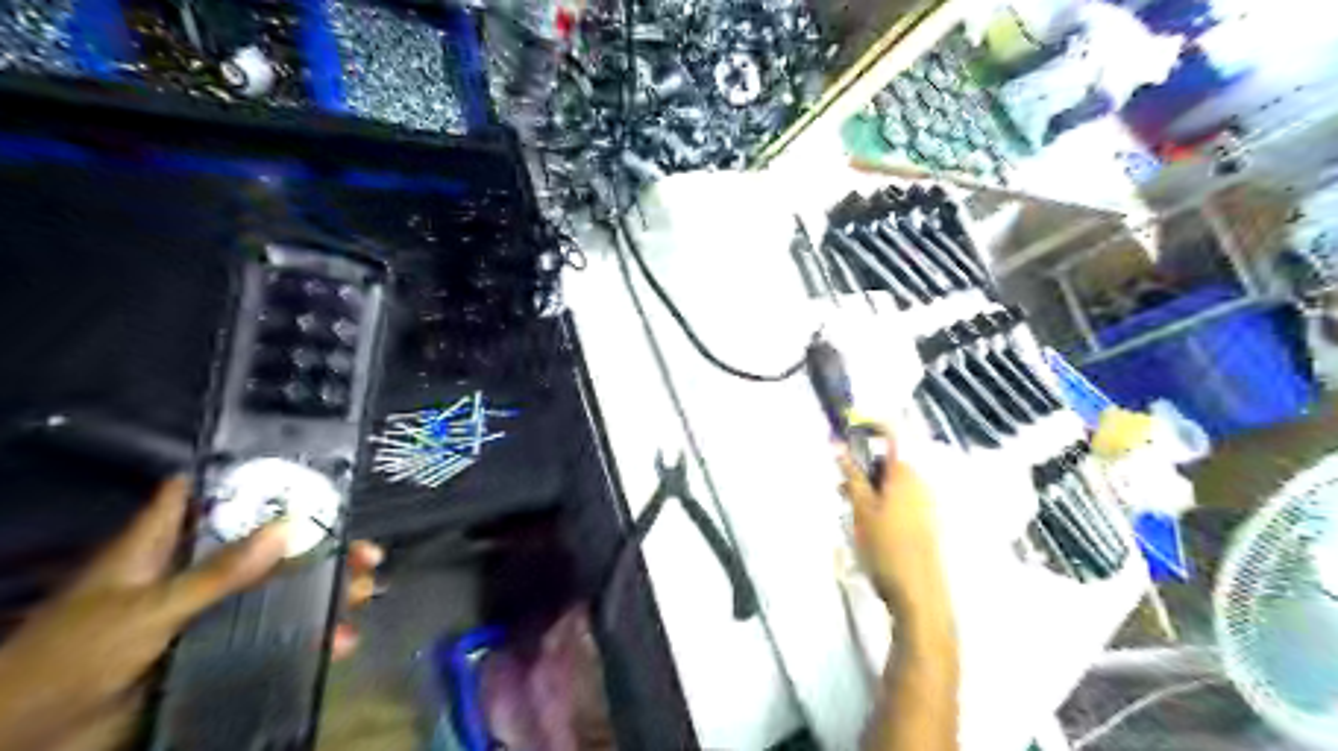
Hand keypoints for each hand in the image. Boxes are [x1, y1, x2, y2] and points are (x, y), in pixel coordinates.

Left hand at [0, 479, 384, 748]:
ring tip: (365, 593)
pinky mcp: (215, 650)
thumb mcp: (146, 610)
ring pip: (278, 593)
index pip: (208, 495)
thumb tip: (289, 526)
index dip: (254, 479)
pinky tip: (337, 643)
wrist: (28, 745)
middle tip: (365, 551)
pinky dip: (307, 639)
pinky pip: (272, 637)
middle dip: (318, 546)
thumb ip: (217, 573)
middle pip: (265, 547)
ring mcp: (206, 613)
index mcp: (163, 546)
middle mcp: (192, 572)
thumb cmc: (70, 660)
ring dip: (325, 593)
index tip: (309, 474)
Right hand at [832, 423, 950, 626]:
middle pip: (889, 460)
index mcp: (906, 473)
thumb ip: (852, 474)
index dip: (866, 429)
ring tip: (848, 506)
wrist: (919, 595)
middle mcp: (921, 482)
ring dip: (869, 486)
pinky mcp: (925, 522)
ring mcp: (926, 503)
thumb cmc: (886, 547)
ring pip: (892, 482)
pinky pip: (900, 499)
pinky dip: (881, 502)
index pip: (889, 435)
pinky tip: (867, 523)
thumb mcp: (861, 509)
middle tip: (839, 483)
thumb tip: (838, 444)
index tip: (842, 435)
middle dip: (862, 466)